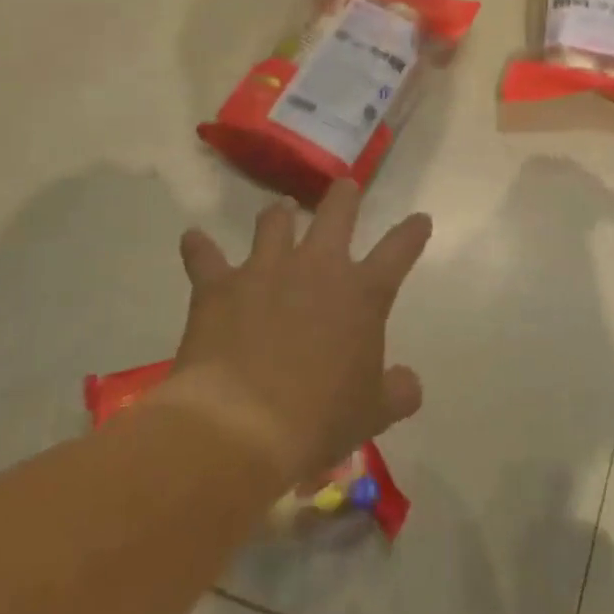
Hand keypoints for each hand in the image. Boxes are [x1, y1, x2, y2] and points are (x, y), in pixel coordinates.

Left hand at [165, 182, 429, 485]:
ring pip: (273, 223)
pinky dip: (199, 248)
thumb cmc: (319, 419)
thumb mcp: (373, 413)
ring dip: (278, 214)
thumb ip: (398, 392)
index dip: (411, 233)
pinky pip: (204, 257)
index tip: (420, 220)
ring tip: (280, 209)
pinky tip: (193, 240)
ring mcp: (265, 270)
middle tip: (345, 187)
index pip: (398, 251)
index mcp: (362, 294)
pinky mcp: (218, 286)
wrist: (241, 426)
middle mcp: (317, 268)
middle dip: (344, 197)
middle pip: (336, 214)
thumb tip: (409, 382)